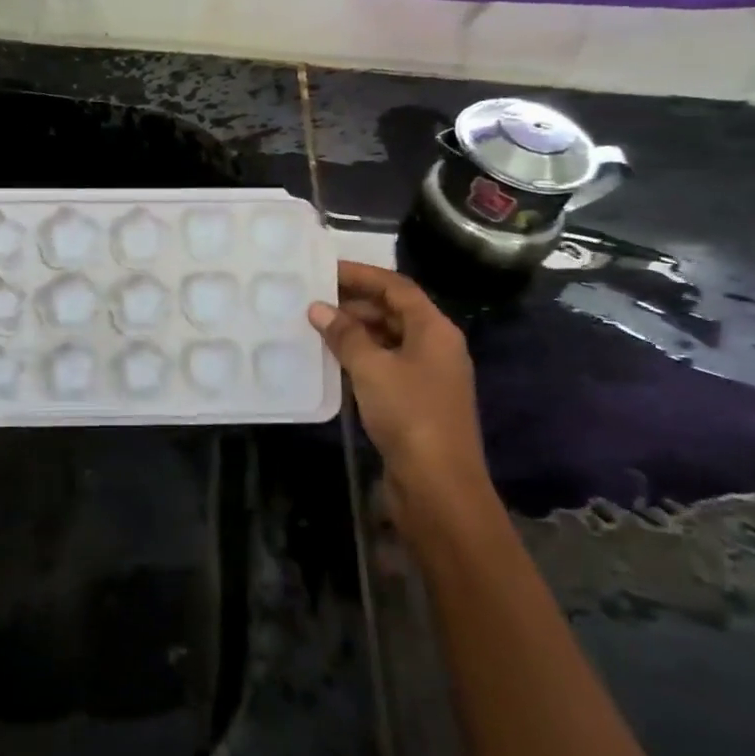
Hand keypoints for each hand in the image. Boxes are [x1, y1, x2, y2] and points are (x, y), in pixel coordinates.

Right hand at [308, 260, 493, 520]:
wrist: (438, 485)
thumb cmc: (409, 414)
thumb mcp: (372, 368)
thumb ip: (345, 335)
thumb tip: (319, 309)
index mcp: (435, 330)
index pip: (397, 287)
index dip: (363, 274)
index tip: (326, 270)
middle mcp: (436, 347)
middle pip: (395, 311)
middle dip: (356, 302)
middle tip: (315, 299)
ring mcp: (428, 376)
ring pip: (389, 339)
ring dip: (356, 330)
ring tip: (317, 326)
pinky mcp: (416, 401)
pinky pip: (386, 365)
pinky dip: (361, 356)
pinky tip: (333, 360)